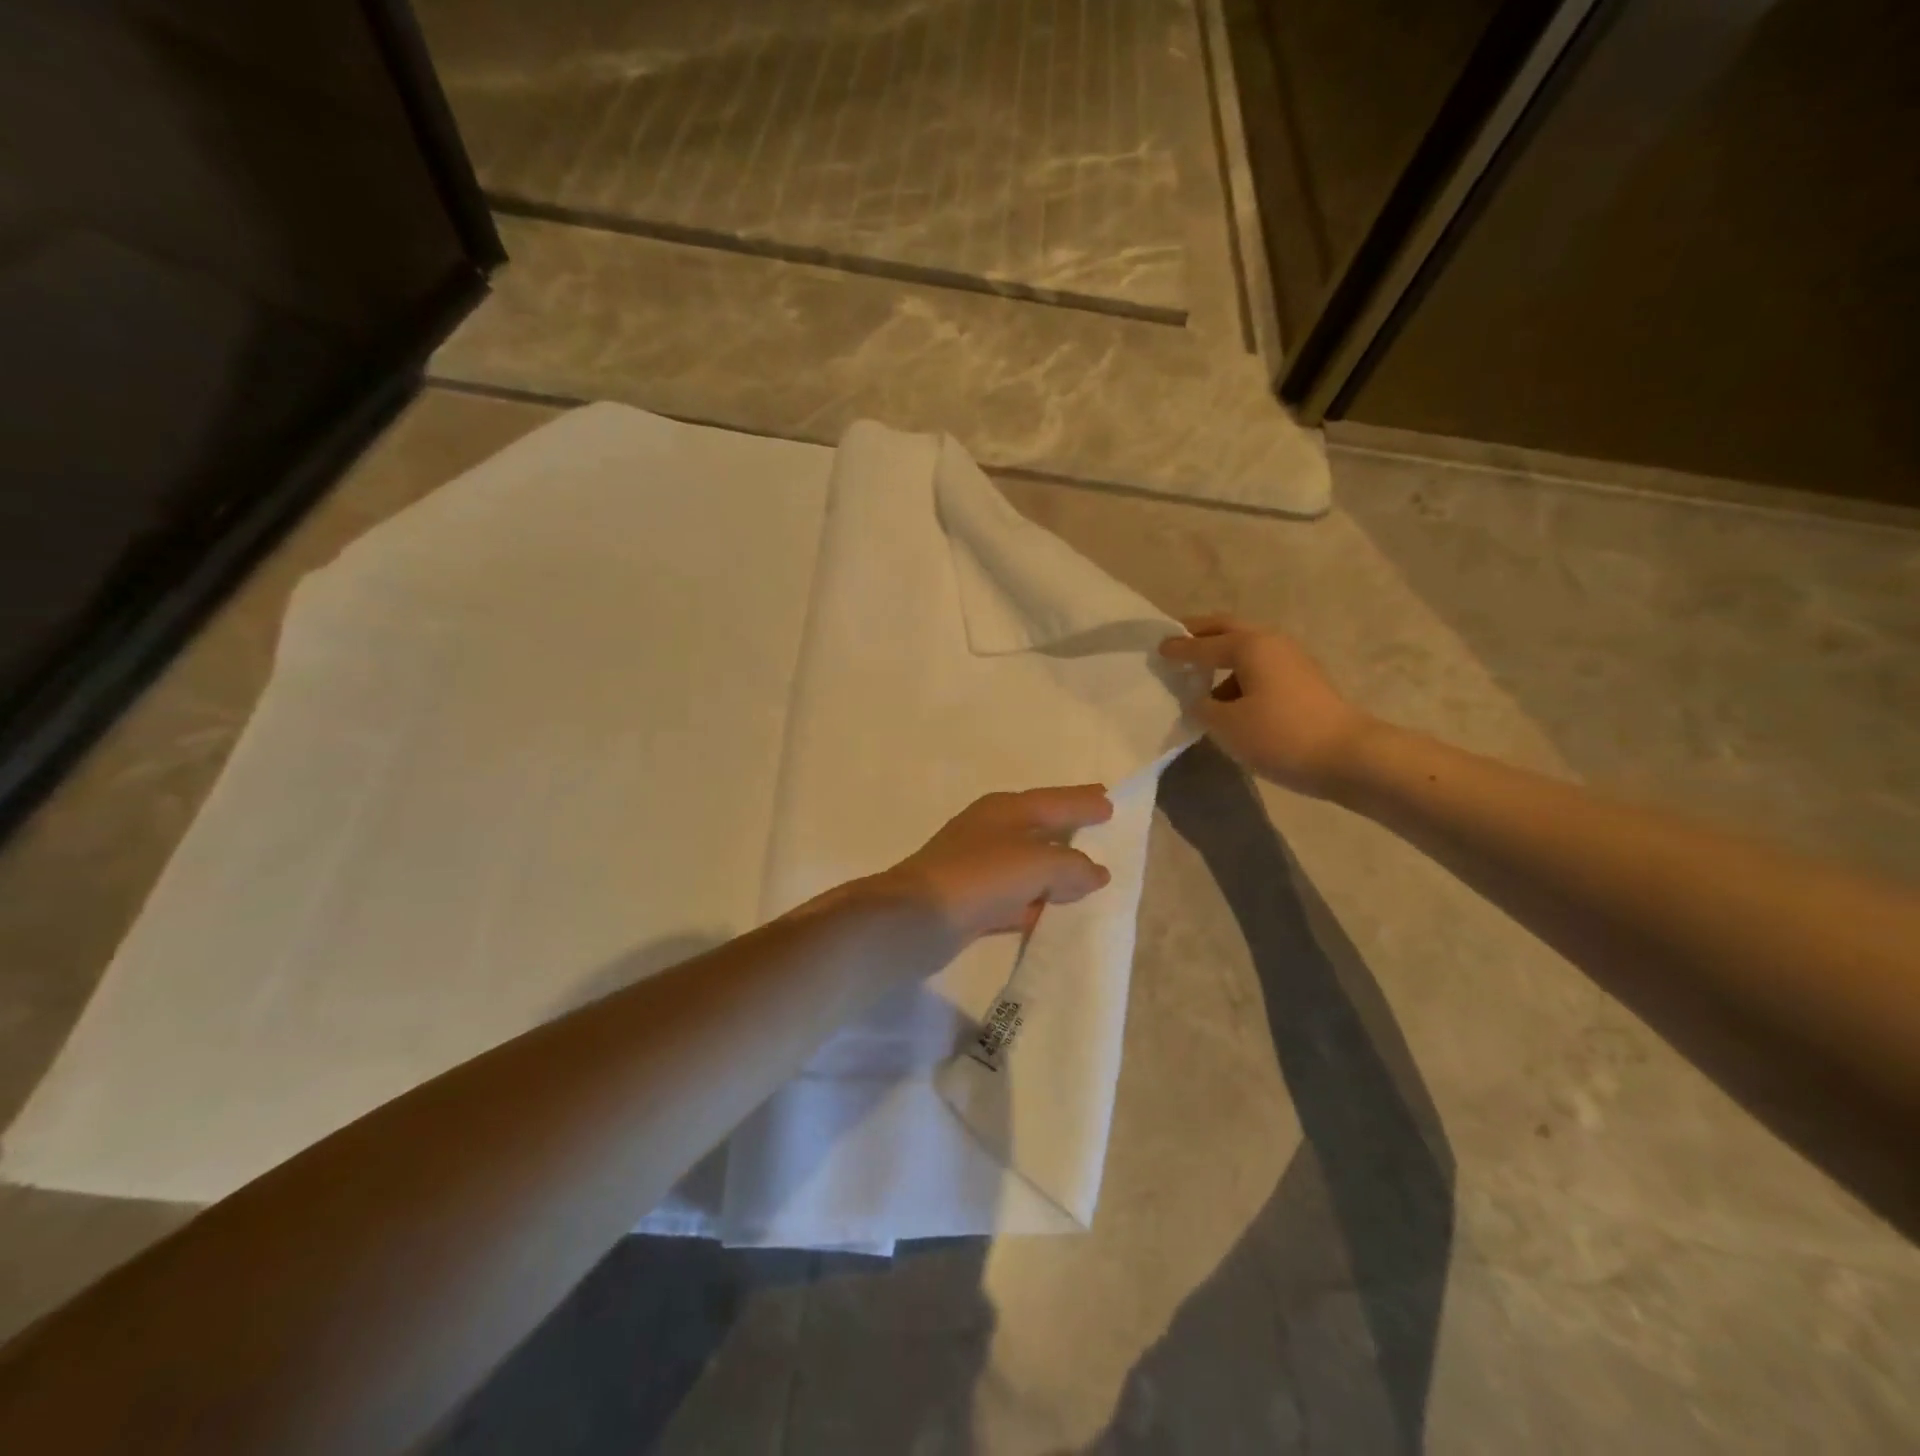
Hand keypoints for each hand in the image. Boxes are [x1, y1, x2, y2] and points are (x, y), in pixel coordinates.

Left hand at [874, 786, 1114, 942]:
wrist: (916, 918)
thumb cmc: (980, 876)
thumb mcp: (1036, 864)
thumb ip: (1072, 866)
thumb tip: (1095, 872)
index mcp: (1006, 809)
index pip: (1056, 800)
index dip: (1083, 801)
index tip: (1109, 801)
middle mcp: (992, 831)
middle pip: (1041, 827)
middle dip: (1070, 829)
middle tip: (1101, 829)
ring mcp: (978, 866)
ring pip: (1029, 864)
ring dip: (1055, 870)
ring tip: (1088, 877)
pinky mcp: (971, 901)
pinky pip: (1016, 898)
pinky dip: (1036, 902)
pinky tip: (1053, 913)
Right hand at [1158, 615, 1373, 796]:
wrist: (1349, 757)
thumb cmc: (1280, 735)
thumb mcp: (1227, 725)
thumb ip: (1202, 708)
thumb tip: (1198, 700)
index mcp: (1250, 645)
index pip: (1203, 644)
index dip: (1178, 649)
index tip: (1158, 649)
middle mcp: (1272, 643)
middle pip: (1228, 630)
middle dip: (1201, 634)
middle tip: (1178, 641)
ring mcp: (1293, 661)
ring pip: (1247, 650)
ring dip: (1222, 658)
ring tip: (1199, 680)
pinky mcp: (1304, 682)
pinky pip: (1260, 669)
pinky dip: (1239, 676)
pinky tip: (1229, 700)